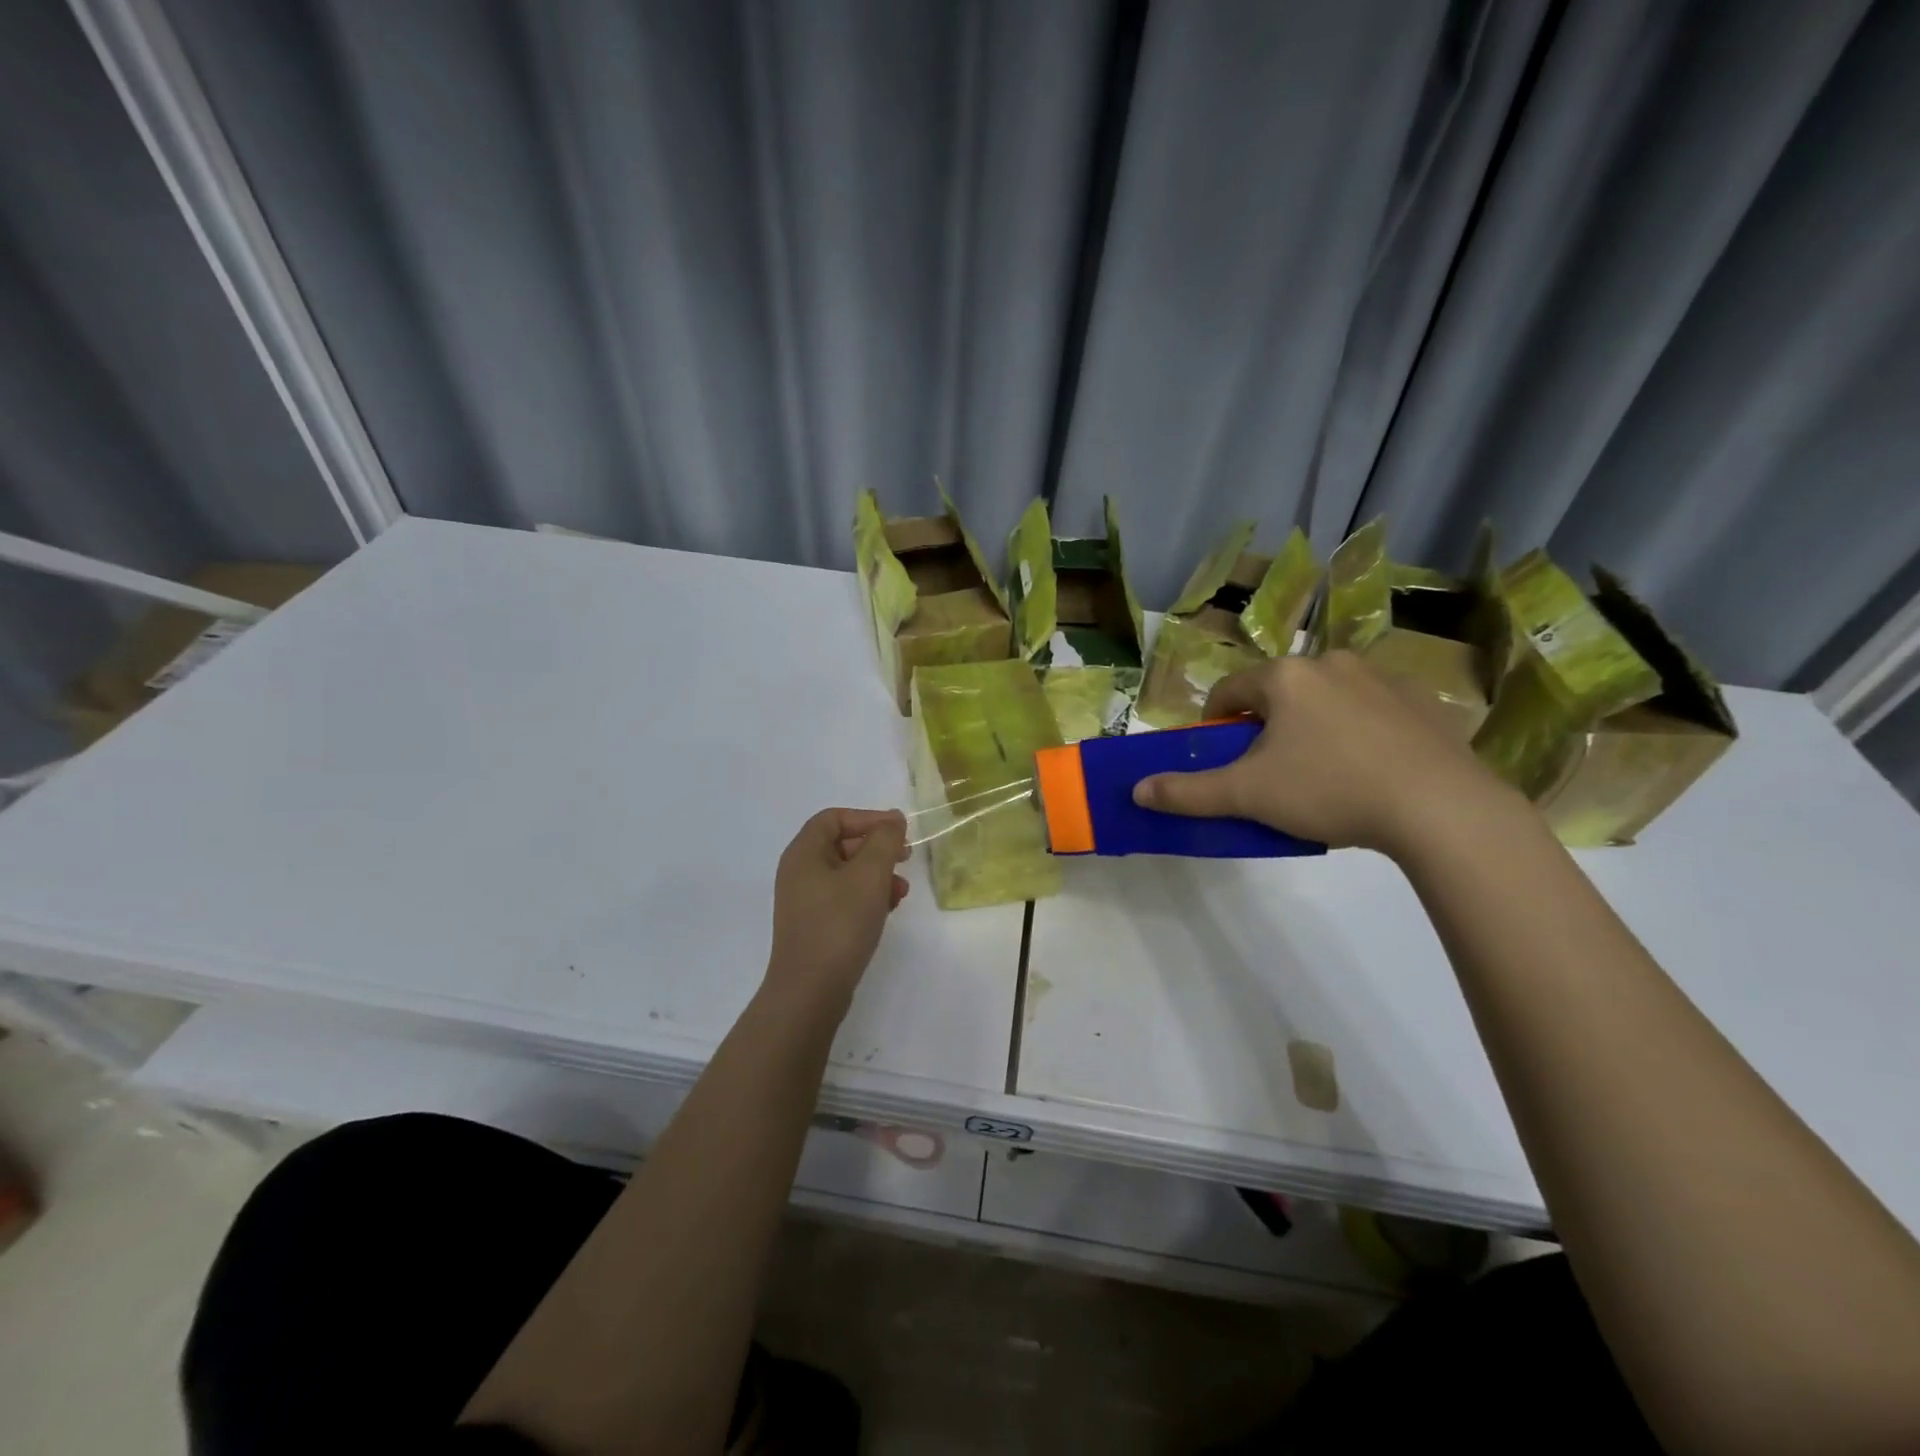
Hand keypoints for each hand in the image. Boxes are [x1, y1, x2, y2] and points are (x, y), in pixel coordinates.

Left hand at [766, 808, 909, 1010]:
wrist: (811, 991)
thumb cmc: (839, 924)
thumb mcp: (869, 875)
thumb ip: (884, 841)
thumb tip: (892, 820)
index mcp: (803, 853)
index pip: (834, 818)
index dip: (868, 818)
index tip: (898, 831)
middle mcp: (799, 872)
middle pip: (841, 844)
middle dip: (877, 848)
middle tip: (906, 857)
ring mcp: (805, 901)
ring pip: (846, 873)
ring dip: (877, 874)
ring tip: (901, 891)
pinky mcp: (815, 926)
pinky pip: (844, 898)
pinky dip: (868, 897)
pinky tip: (888, 910)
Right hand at [1131, 652, 1518, 855]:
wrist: (1441, 808)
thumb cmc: (1329, 790)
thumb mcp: (1248, 796)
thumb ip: (1188, 791)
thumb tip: (1137, 790)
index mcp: (1285, 677)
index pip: (1229, 692)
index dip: (1214, 725)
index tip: (1220, 759)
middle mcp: (1331, 663)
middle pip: (1277, 694)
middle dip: (1264, 729)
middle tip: (1270, 774)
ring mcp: (1382, 678)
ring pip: (1325, 700)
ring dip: (1311, 728)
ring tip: (1322, 776)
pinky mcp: (1422, 702)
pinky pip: (1371, 711)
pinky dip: (1357, 733)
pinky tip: (1369, 772)